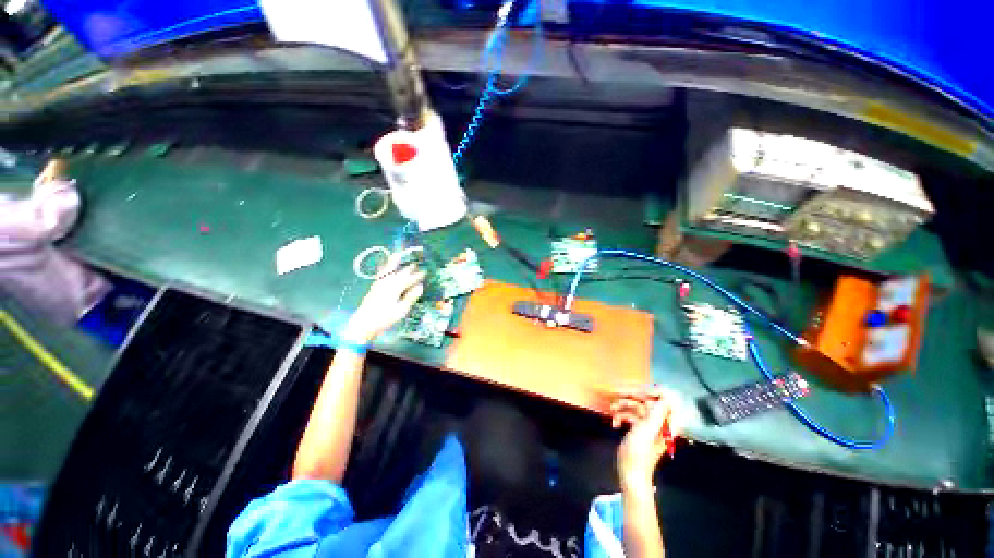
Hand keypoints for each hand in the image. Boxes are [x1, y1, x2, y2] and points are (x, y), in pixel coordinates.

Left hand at [344, 254, 425, 342]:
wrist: (363, 324)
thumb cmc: (385, 319)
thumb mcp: (401, 310)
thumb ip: (410, 297)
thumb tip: (419, 287)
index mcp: (395, 288)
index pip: (409, 280)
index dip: (418, 276)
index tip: (425, 272)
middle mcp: (387, 283)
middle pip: (400, 274)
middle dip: (408, 269)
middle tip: (416, 264)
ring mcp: (379, 284)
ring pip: (388, 270)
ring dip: (393, 263)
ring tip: (398, 255)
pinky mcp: (374, 287)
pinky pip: (381, 274)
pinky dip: (384, 268)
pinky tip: (386, 267)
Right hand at [611, 387, 679, 491]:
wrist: (630, 474)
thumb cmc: (638, 453)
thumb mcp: (646, 430)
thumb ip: (656, 412)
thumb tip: (667, 394)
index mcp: (666, 422)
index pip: (664, 398)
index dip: (650, 392)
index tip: (635, 391)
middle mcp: (659, 421)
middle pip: (647, 400)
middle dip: (631, 396)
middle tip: (615, 392)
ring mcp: (648, 425)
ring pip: (636, 406)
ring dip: (622, 406)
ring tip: (612, 409)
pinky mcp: (638, 429)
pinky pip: (630, 415)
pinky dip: (621, 416)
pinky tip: (614, 423)